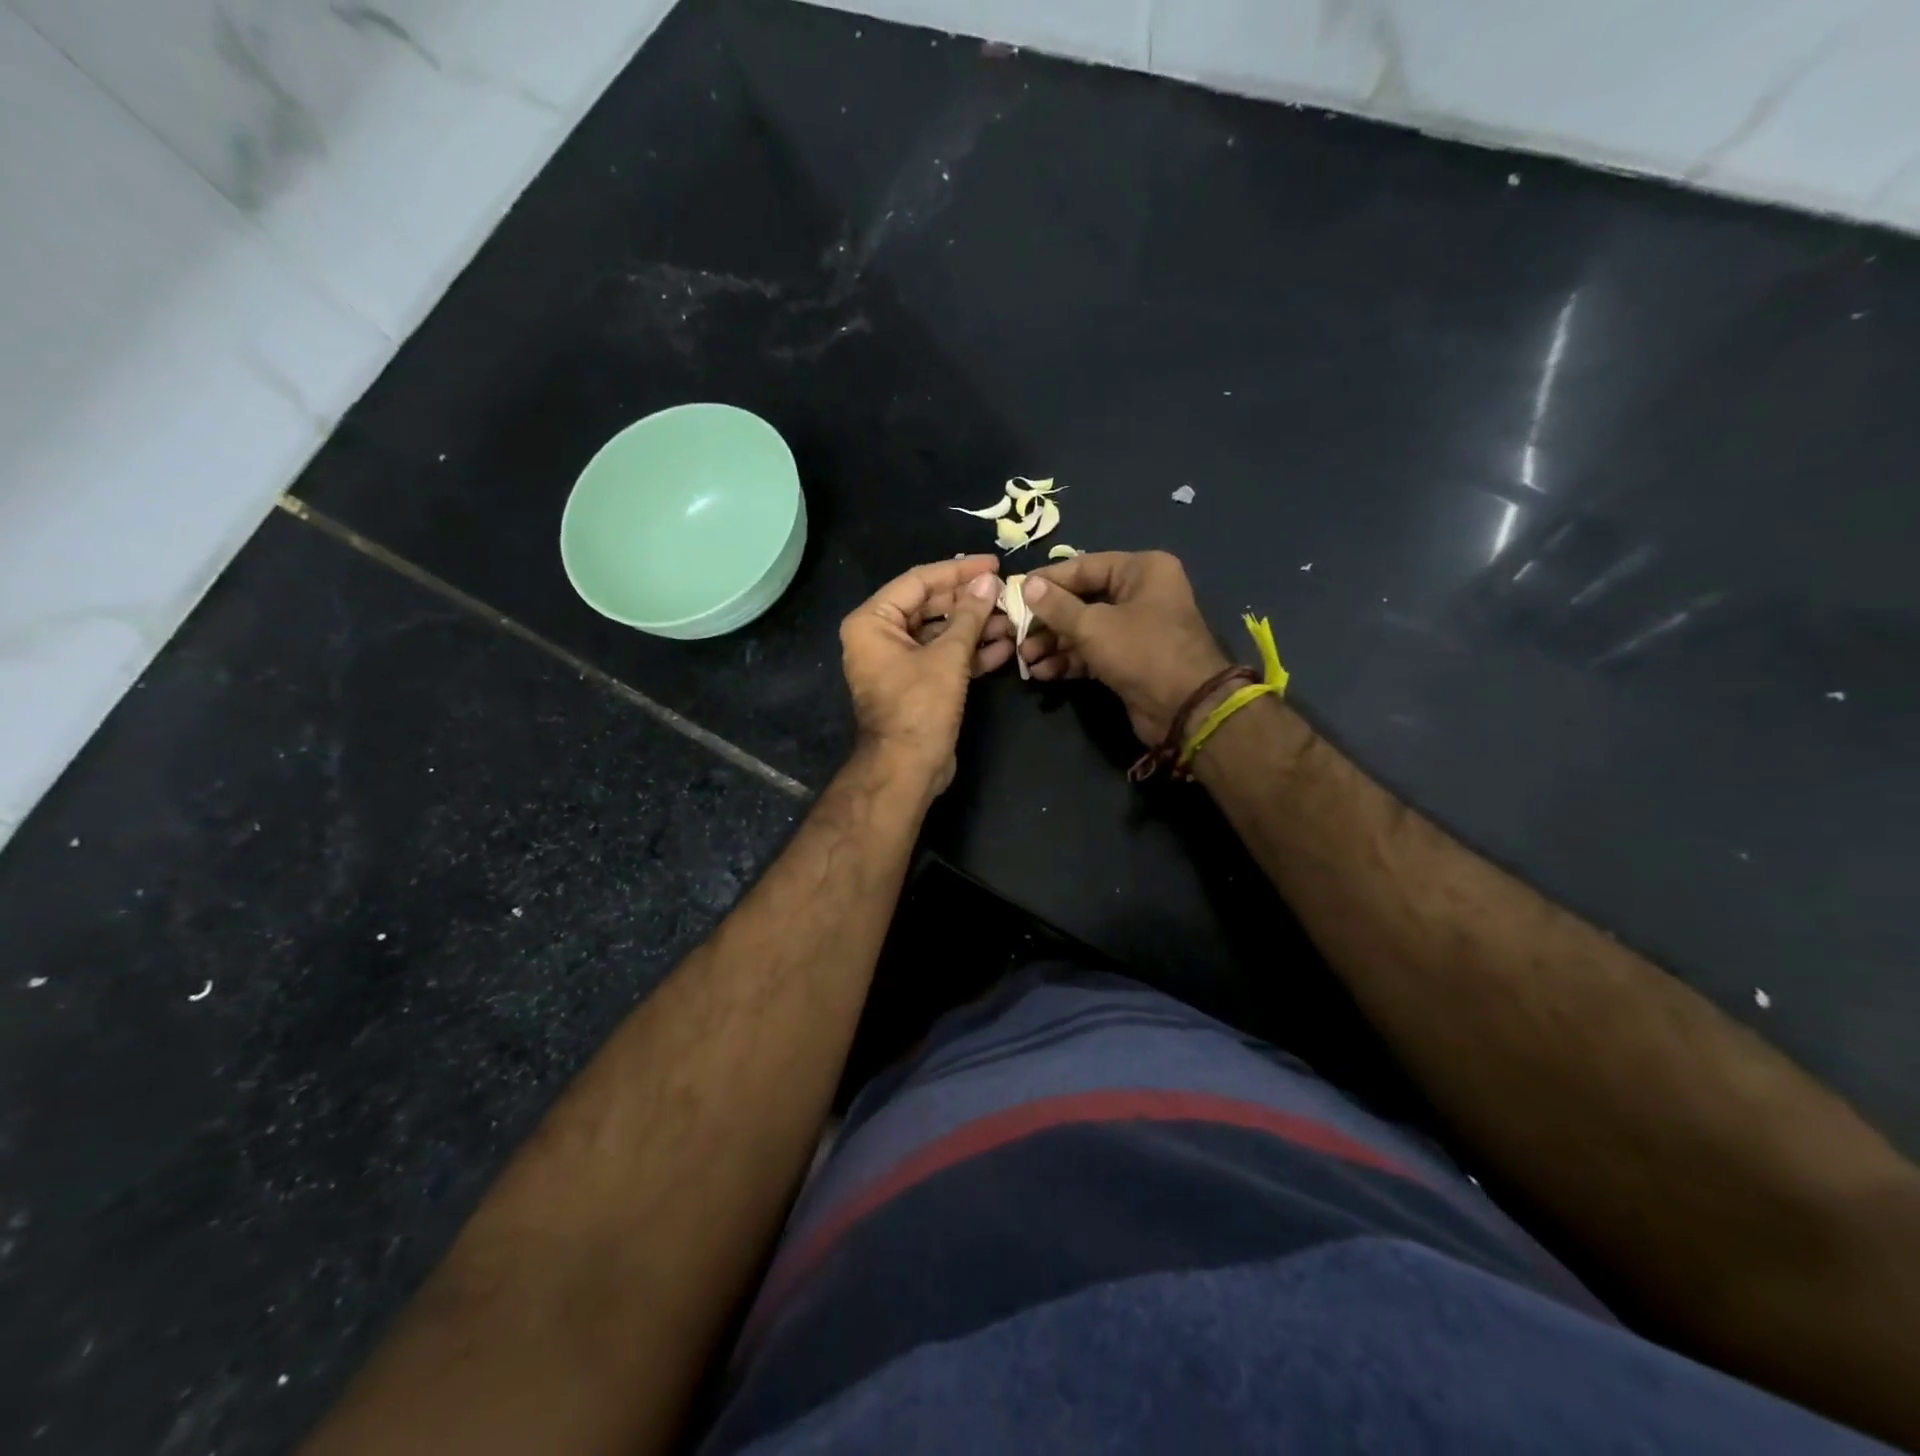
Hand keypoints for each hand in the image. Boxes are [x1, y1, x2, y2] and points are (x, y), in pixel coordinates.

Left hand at [840, 555, 1011, 792]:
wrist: (906, 769)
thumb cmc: (919, 707)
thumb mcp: (948, 656)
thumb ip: (969, 615)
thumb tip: (989, 582)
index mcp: (872, 622)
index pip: (918, 581)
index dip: (958, 571)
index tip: (993, 565)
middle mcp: (879, 636)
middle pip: (930, 606)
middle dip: (971, 603)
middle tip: (1007, 595)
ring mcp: (898, 661)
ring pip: (941, 633)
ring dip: (976, 628)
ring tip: (1013, 621)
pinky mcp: (916, 684)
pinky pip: (943, 658)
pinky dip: (970, 653)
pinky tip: (1004, 647)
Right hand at [1017, 550, 1232, 745]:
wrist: (1184, 708)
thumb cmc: (1142, 651)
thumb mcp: (1094, 626)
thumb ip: (1056, 606)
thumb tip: (1026, 585)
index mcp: (1141, 570)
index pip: (1083, 566)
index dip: (1047, 581)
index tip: (1014, 593)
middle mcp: (1140, 593)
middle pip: (1081, 599)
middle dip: (1047, 620)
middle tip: (1016, 633)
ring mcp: (1135, 628)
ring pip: (1084, 629)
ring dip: (1054, 644)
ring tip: (1025, 658)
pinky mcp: (1129, 659)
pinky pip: (1092, 652)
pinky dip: (1069, 660)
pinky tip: (1042, 672)